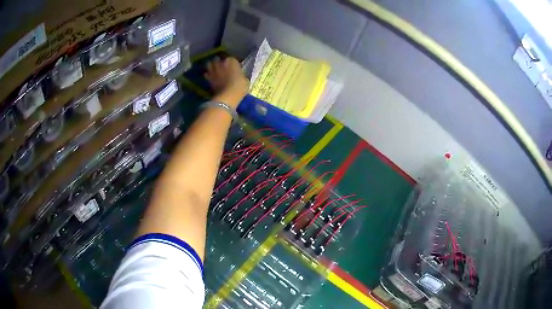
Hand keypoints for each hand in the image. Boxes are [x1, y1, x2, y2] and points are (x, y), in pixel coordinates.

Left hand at [204, 57, 248, 108]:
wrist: (228, 95)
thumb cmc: (240, 87)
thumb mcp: (245, 80)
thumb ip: (241, 75)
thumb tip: (239, 76)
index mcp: (232, 61)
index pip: (231, 59)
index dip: (232, 63)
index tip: (234, 68)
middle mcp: (221, 63)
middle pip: (218, 59)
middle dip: (219, 62)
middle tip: (223, 67)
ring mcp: (213, 70)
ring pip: (210, 64)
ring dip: (211, 66)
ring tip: (214, 70)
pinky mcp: (208, 78)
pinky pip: (206, 74)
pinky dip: (208, 75)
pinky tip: (210, 78)